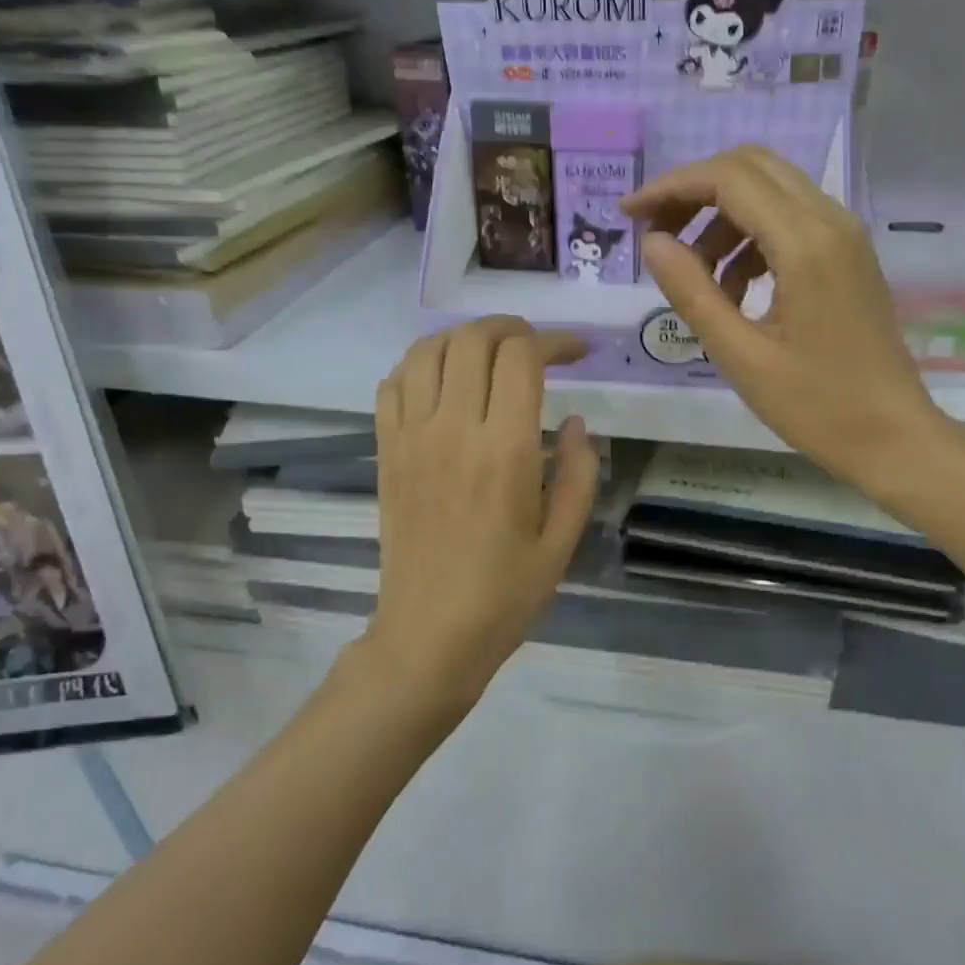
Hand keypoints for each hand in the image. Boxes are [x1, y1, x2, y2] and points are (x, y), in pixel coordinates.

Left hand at [364, 317, 599, 713]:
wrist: (429, 635)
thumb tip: (576, 423)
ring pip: (427, 350)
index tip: (576, 353)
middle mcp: (452, 430)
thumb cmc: (505, 595)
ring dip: (463, 339)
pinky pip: (392, 384)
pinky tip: (443, 383)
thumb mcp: (562, 541)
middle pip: (472, 339)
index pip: (521, 357)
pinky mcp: (386, 451)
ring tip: (490, 355)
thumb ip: (579, 475)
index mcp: (504, 450)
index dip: (553, 341)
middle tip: (536, 347)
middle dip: (511, 329)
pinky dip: (419, 365)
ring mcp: (411, 437)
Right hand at [622, 146, 946, 492]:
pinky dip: (750, 239)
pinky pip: (790, 219)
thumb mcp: (740, 356)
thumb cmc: (816, 406)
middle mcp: (830, 221)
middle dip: (695, 191)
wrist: (893, 436)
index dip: (672, 186)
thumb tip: (652, 242)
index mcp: (805, 244)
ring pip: (770, 190)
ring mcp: (845, 235)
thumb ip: (692, 292)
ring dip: (721, 218)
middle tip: (657, 234)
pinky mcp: (848, 253)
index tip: (630, 214)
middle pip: (751, 167)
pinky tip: (734, 291)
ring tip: (695, 277)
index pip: (728, 178)